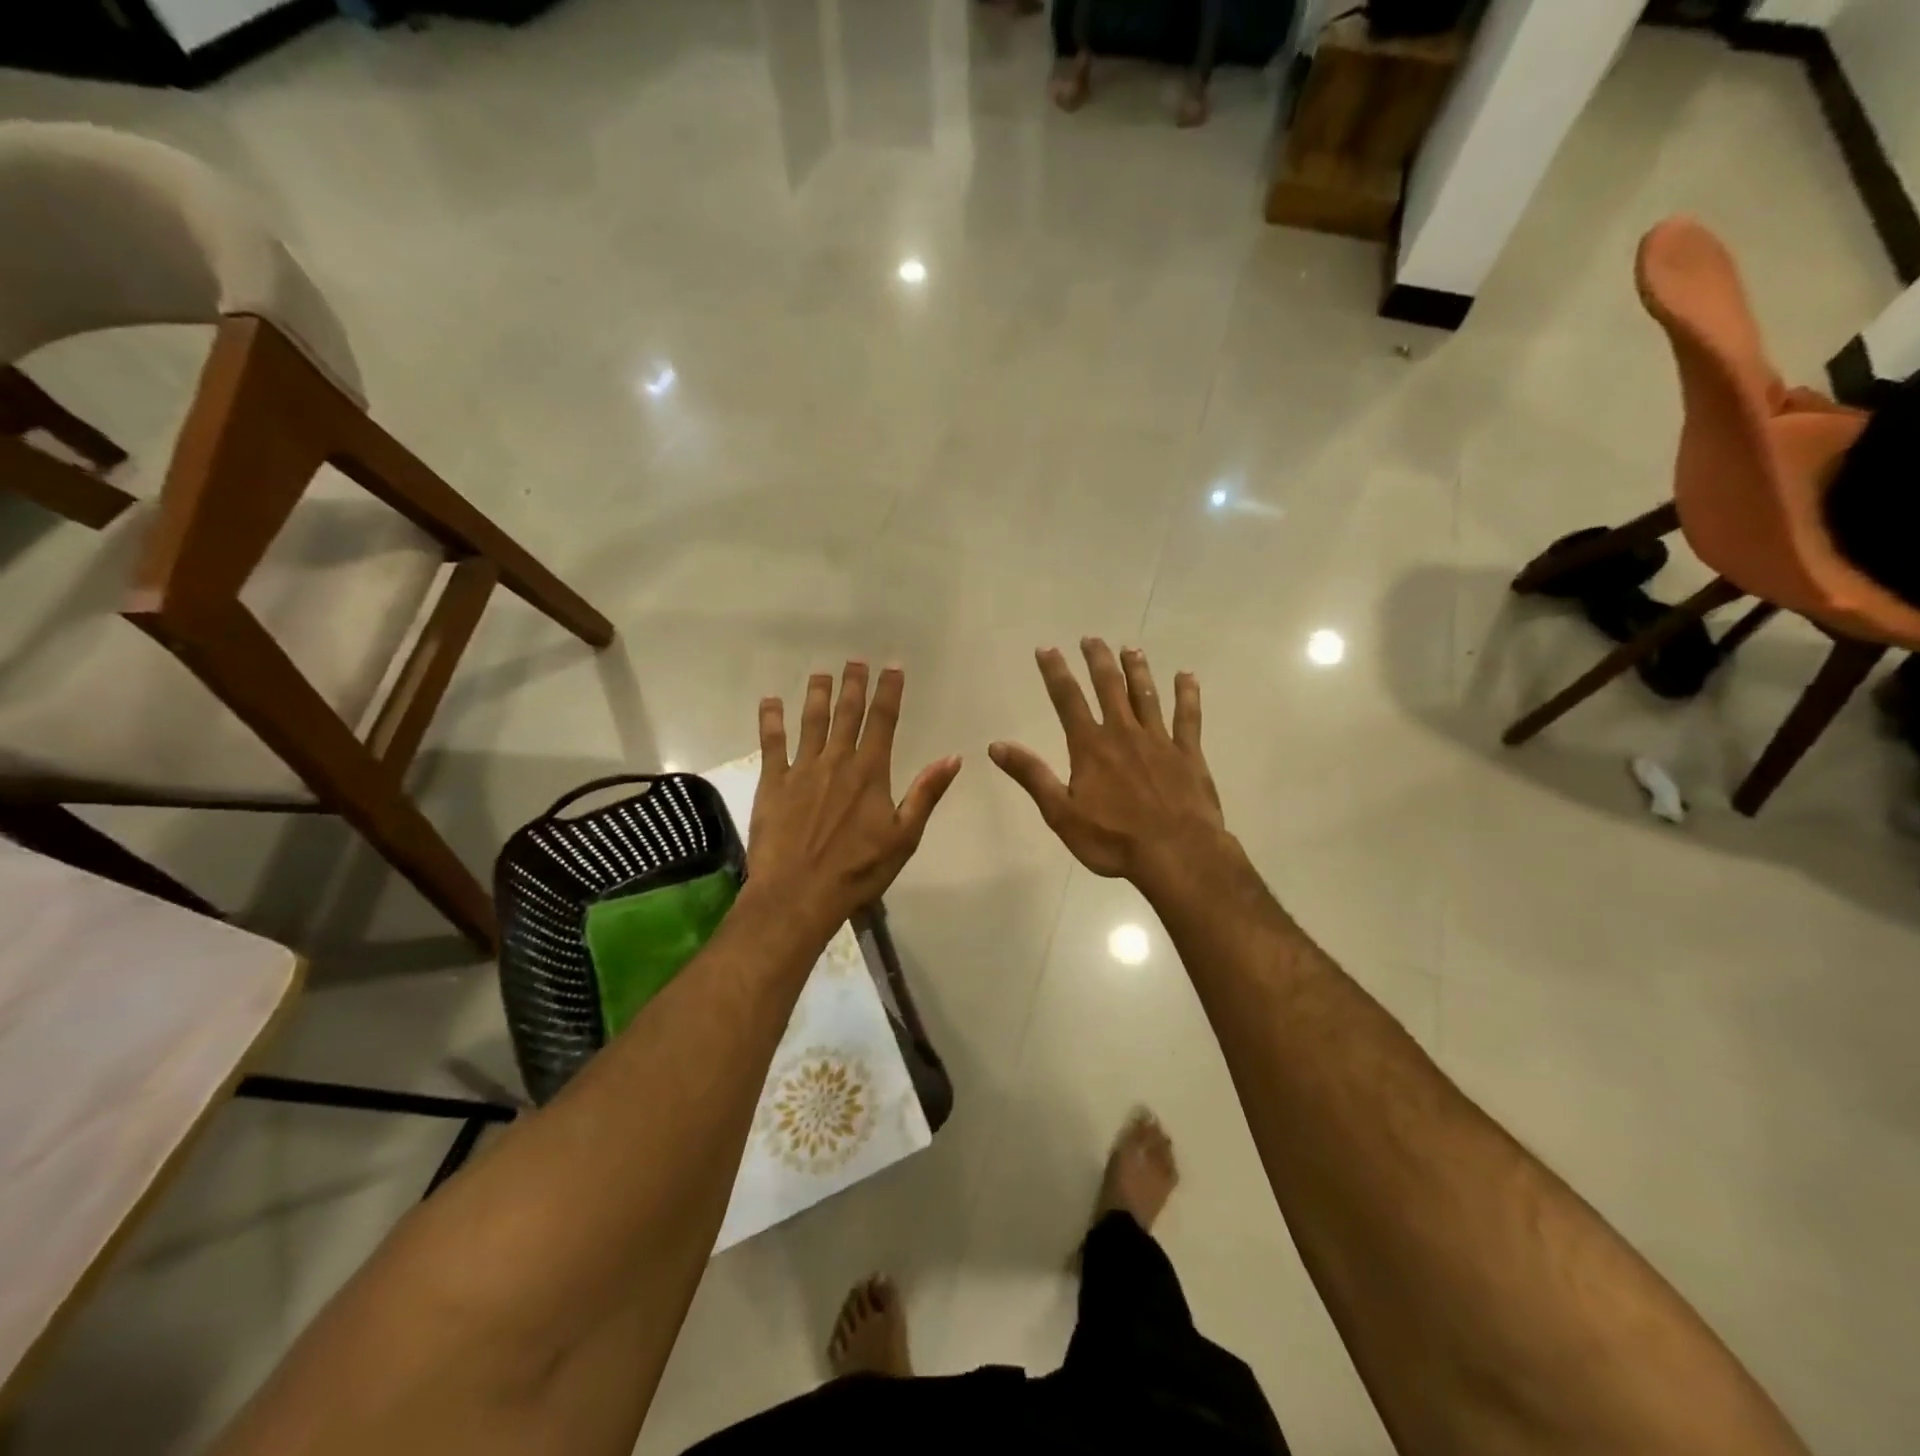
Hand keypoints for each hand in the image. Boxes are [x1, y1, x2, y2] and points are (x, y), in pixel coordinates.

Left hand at [749, 662, 961, 936]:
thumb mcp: (904, 837)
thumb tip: (953, 757)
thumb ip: (926, 793)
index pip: (883, 721)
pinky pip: (771, 743)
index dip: (888, 691)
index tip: (892, 666)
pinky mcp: (772, 783)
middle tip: (855, 660)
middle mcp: (836, 761)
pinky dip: (771, 720)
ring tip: (821, 673)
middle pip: (847, 713)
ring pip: (811, 721)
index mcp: (870, 772)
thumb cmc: (858, 871)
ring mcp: (801, 769)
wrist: (798, 894)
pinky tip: (770, 701)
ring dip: (817, 694)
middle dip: (853, 684)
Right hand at [990, 640, 1225, 885]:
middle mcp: (1123, 733)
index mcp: (1090, 746)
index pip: (1067, 699)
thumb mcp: (1061, 812)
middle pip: (1109, 687)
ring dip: (1136, 670)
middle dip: (1097, 660)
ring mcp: (1159, 740)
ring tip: (1130, 648)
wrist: (1176, 854)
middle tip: (1091, 638)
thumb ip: (1032, 775)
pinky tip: (1186, 676)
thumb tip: (996, 745)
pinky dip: (1187, 694)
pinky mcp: (1189, 754)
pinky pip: (1188, 717)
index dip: (1055, 672)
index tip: (1047, 649)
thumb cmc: (1112, 839)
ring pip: (1146, 695)